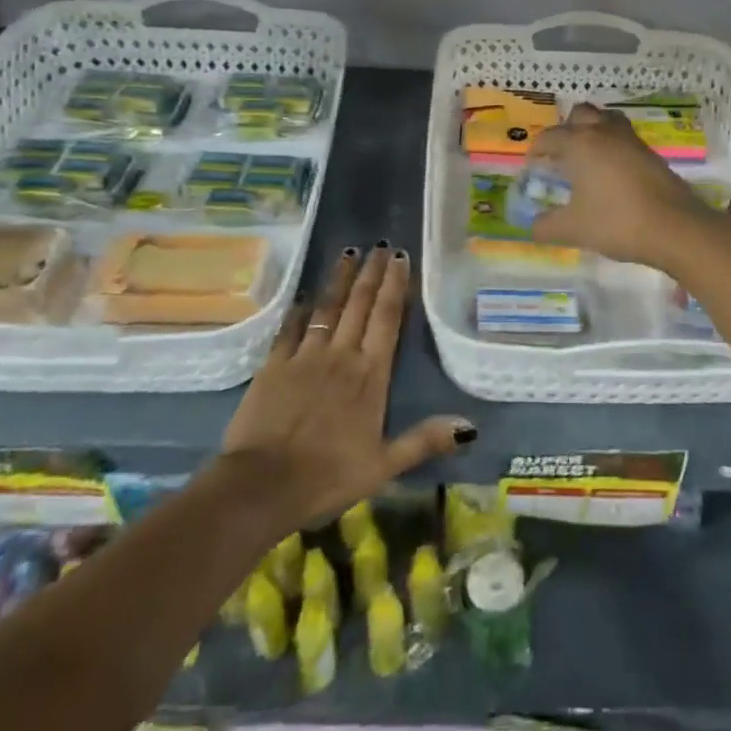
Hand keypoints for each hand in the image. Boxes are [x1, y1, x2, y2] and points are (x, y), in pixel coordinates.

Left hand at [221, 244, 473, 526]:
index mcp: (371, 375)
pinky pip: (291, 328)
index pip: (387, 319)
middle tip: (380, 246)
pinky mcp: (274, 365)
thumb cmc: (328, 477)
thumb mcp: (384, 466)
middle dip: (372, 273)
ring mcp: (305, 357)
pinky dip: (301, 309)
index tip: (401, 258)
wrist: (262, 485)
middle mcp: (341, 356)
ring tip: (349, 252)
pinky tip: (306, 295)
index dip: (395, 286)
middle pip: (360, 304)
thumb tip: (469, 426)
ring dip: (340, 280)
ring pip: (328, 308)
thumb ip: (424, 440)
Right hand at [529, 104, 712, 270]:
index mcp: (580, 144)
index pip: (550, 137)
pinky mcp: (651, 154)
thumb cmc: (617, 223)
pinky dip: (613, 145)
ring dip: (593, 130)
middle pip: (580, 114)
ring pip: (607, 119)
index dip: (537, 150)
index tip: (533, 167)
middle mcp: (604, 133)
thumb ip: (546, 226)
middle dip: (566, 129)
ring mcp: (631, 141)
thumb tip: (533, 227)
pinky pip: (624, 137)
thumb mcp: (573, 229)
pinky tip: (611, 172)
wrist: (675, 228)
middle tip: (560, 155)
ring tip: (587, 156)